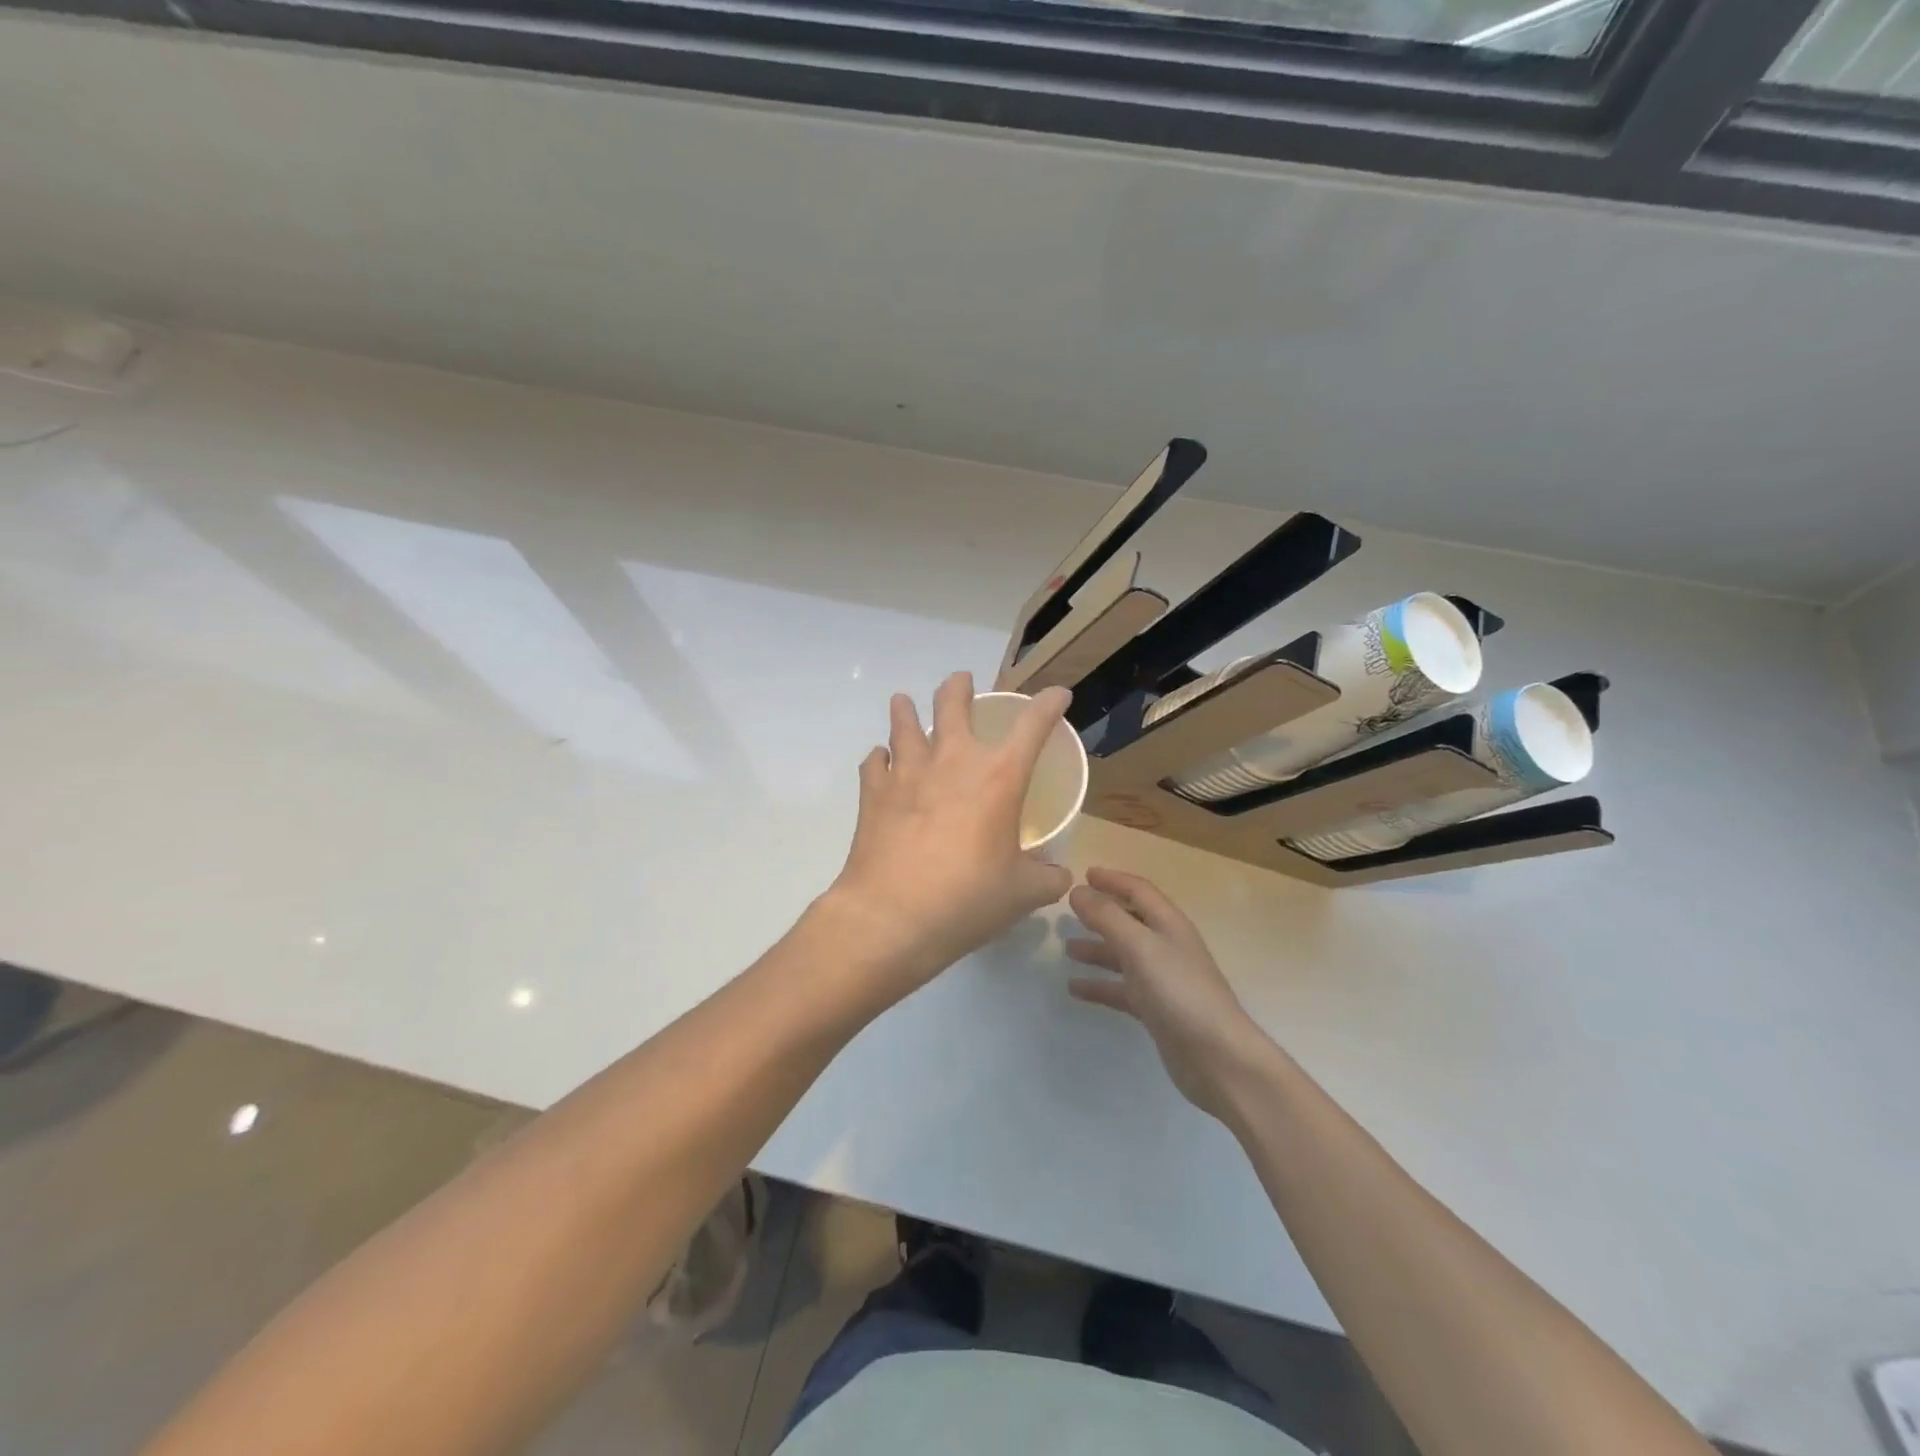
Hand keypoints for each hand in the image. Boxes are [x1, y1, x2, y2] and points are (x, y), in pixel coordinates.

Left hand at [824, 672, 1074, 1004]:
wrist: (890, 916)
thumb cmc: (966, 900)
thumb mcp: (1022, 894)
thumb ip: (1047, 878)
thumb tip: (1058, 875)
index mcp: (999, 777)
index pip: (1033, 725)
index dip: (1049, 704)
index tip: (1058, 695)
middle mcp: (953, 761)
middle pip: (954, 703)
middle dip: (960, 686)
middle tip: (961, 681)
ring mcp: (907, 772)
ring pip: (904, 723)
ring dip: (907, 710)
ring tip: (905, 702)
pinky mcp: (873, 792)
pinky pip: (875, 761)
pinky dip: (880, 758)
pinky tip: (882, 762)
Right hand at [1065, 867, 1274, 1122]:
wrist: (1217, 1057)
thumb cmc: (1179, 992)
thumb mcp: (1139, 947)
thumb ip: (1107, 917)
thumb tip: (1077, 890)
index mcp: (1168, 924)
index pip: (1139, 891)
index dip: (1113, 880)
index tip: (1084, 874)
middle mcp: (1167, 946)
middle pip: (1130, 921)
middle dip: (1101, 914)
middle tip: (1069, 911)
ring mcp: (1163, 980)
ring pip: (1124, 956)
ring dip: (1097, 949)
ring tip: (1067, 949)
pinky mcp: (1157, 1010)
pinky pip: (1122, 990)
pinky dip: (1100, 985)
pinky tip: (1075, 989)